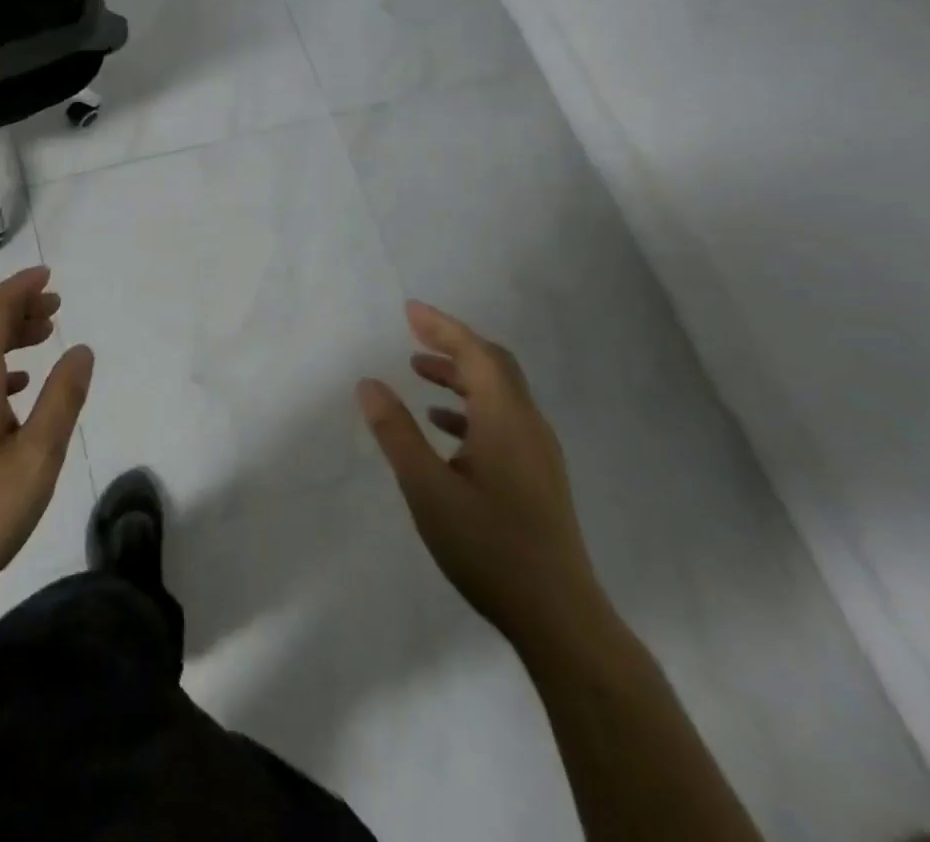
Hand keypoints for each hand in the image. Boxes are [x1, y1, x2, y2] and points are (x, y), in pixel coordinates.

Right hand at [358, 301, 605, 647]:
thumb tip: (369, 383)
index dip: (442, 326)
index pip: (475, 353)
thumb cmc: (489, 547)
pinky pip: (503, 420)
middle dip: (453, 343)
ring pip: (499, 393)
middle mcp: (528, 426)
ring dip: (460, 375)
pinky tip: (444, 426)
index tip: (409, 310)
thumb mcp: (427, 488)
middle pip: (493, 365)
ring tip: (418, 373)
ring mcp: (538, 453)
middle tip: (413, 333)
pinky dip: (471, 407)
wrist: (559, 618)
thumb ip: (396, 432)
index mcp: (506, 419)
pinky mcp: (538, 477)